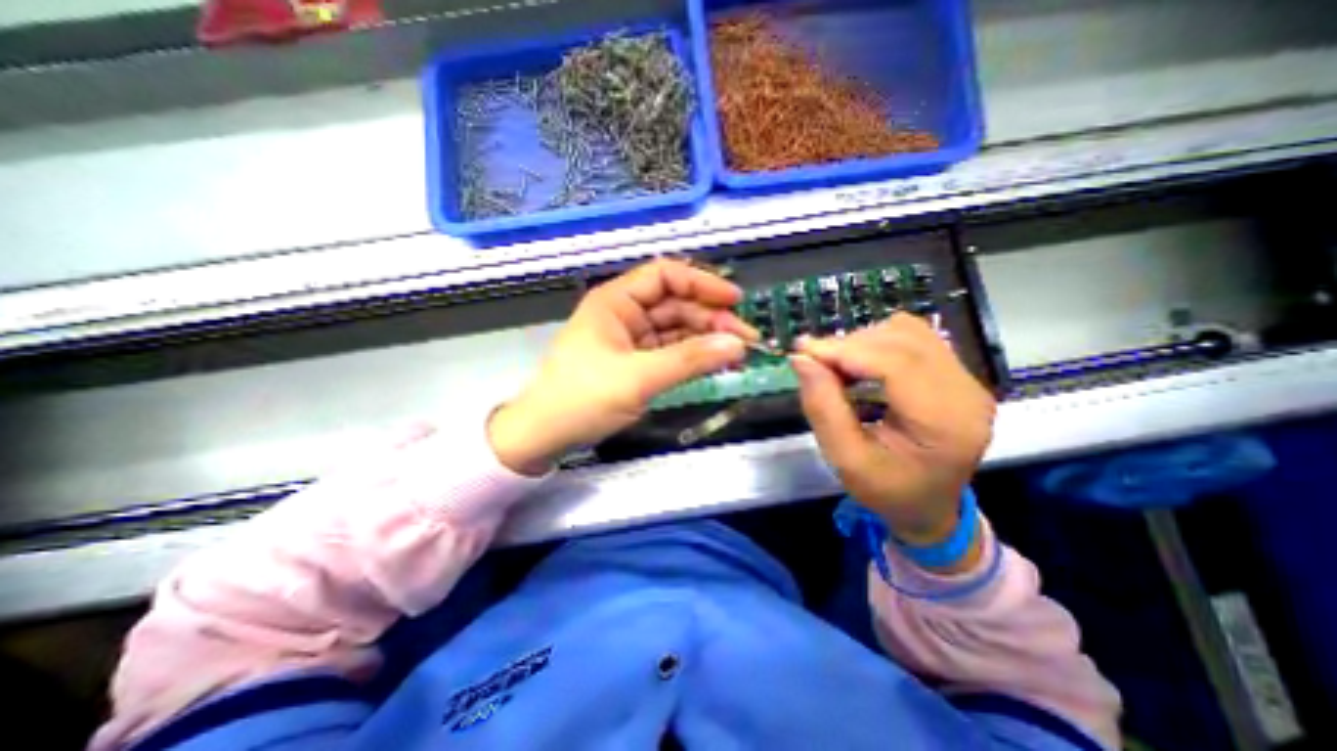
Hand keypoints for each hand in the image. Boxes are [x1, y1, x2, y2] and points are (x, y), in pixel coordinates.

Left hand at [487, 257, 755, 474]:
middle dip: (711, 318)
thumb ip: (689, 360)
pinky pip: (669, 351)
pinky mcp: (634, 362)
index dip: (702, 283)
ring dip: (705, 339)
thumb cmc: (582, 399)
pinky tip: (713, 363)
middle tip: (746, 339)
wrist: (544, 435)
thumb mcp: (638, 378)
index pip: (666, 276)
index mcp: (616, 302)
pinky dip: (692, 356)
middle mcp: (624, 313)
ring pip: (676, 329)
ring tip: (737, 354)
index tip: (735, 300)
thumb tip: (737, 345)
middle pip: (676, 304)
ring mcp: (630, 339)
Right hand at [792, 313, 989, 547]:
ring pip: (907, 332)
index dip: (844, 351)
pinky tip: (859, 364)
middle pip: (902, 341)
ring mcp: (967, 379)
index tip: (803, 352)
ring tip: (835, 366)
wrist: (930, 508)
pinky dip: (877, 343)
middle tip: (813, 361)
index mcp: (946, 423)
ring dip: (863, 342)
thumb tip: (801, 359)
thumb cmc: (888, 491)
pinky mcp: (958, 374)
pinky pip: (914, 338)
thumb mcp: (846, 460)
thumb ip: (823, 409)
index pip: (896, 363)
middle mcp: (967, 392)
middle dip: (849, 345)